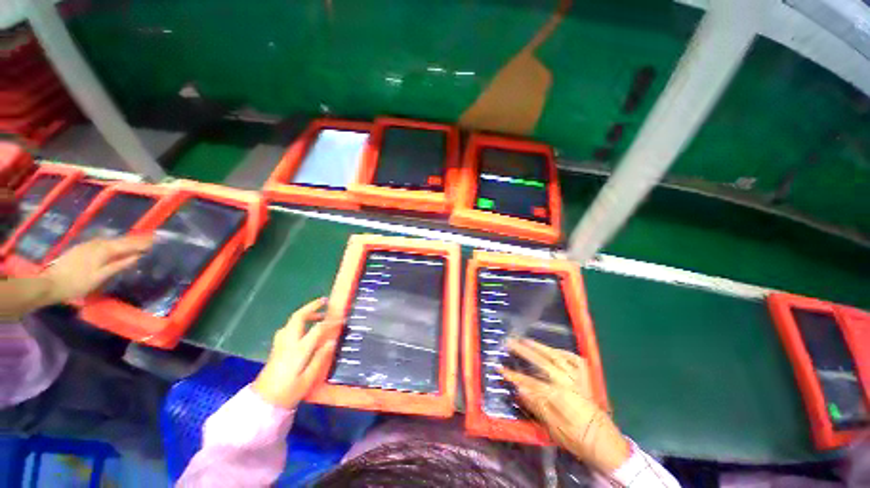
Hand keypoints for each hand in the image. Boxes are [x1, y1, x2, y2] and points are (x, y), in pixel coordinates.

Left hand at [44, 235, 152, 301]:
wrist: (50, 284)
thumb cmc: (77, 283)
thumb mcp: (100, 277)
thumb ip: (119, 265)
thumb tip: (138, 257)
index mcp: (105, 250)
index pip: (129, 244)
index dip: (143, 242)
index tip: (158, 240)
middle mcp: (98, 243)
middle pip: (121, 240)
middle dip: (137, 239)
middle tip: (152, 238)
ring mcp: (89, 245)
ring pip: (112, 240)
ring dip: (126, 240)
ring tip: (138, 241)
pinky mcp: (83, 248)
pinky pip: (104, 242)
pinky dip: (115, 243)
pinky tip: (117, 245)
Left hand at [253, 297, 339, 408]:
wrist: (262, 403)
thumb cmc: (288, 393)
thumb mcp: (308, 379)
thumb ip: (320, 359)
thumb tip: (332, 341)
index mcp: (298, 350)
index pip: (317, 329)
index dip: (331, 321)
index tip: (342, 318)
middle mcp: (288, 342)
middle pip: (298, 317)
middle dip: (312, 306)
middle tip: (325, 301)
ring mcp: (280, 344)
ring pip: (292, 321)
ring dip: (305, 313)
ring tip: (318, 314)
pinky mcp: (276, 348)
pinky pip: (288, 327)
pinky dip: (298, 322)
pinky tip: (303, 328)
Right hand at [501, 339, 630, 474]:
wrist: (606, 443)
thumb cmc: (577, 439)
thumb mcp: (554, 429)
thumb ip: (536, 406)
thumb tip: (519, 389)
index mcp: (558, 396)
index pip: (530, 381)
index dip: (514, 375)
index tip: (501, 368)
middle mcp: (567, 381)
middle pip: (541, 361)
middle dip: (523, 351)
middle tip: (510, 342)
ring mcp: (577, 377)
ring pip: (556, 355)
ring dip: (539, 346)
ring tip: (525, 339)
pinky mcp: (586, 377)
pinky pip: (573, 358)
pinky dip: (562, 352)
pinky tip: (554, 350)